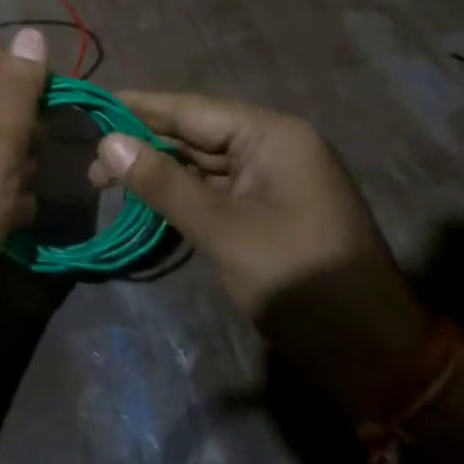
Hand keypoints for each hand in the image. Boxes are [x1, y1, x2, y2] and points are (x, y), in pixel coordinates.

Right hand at [92, 92, 434, 417]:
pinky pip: (217, 189)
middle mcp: (273, 146)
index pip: (192, 110)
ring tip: (106, 181)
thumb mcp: (222, 229)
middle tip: (90, 163)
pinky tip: (147, 199)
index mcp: (272, 135)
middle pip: (196, 134)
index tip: (92, 108)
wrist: (373, 355)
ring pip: (204, 163)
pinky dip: (183, 194)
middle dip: (144, 145)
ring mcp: (273, 181)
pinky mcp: (270, 211)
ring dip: (160, 171)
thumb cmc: (297, 278)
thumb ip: (163, 182)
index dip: (139, 108)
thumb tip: (108, 142)